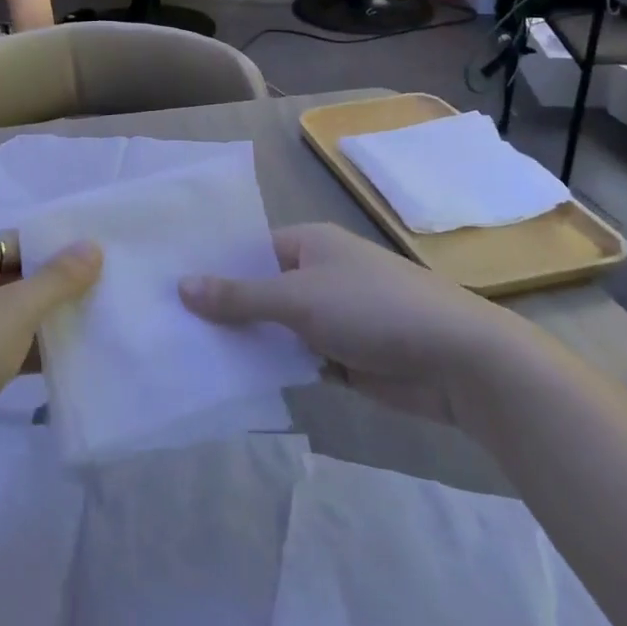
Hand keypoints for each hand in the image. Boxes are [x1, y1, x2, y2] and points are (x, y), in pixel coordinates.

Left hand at [0, 234, 100, 449]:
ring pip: (10, 312)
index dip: (58, 251)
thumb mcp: (15, 311)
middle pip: (16, 275)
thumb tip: (91, 246)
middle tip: (105, 297)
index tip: (100, 265)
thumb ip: (57, 279)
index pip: (19, 240)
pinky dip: (26, 350)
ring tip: (94, 328)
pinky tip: (64, 363)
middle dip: (56, 289)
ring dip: (44, 323)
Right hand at [179, 222, 524, 424]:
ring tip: (190, 356)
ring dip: (248, 343)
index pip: (248, 252)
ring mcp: (331, 317)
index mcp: (308, 244)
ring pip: (276, 329)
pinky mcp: (344, 356)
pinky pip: (297, 359)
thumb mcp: (298, 298)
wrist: (458, 360)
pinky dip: (275, 368)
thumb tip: (181, 286)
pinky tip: (235, 381)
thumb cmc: (373, 309)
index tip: (167, 288)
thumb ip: (240, 297)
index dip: (212, 270)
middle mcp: (317, 274)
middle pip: (259, 291)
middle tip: (169, 328)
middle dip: (225, 310)